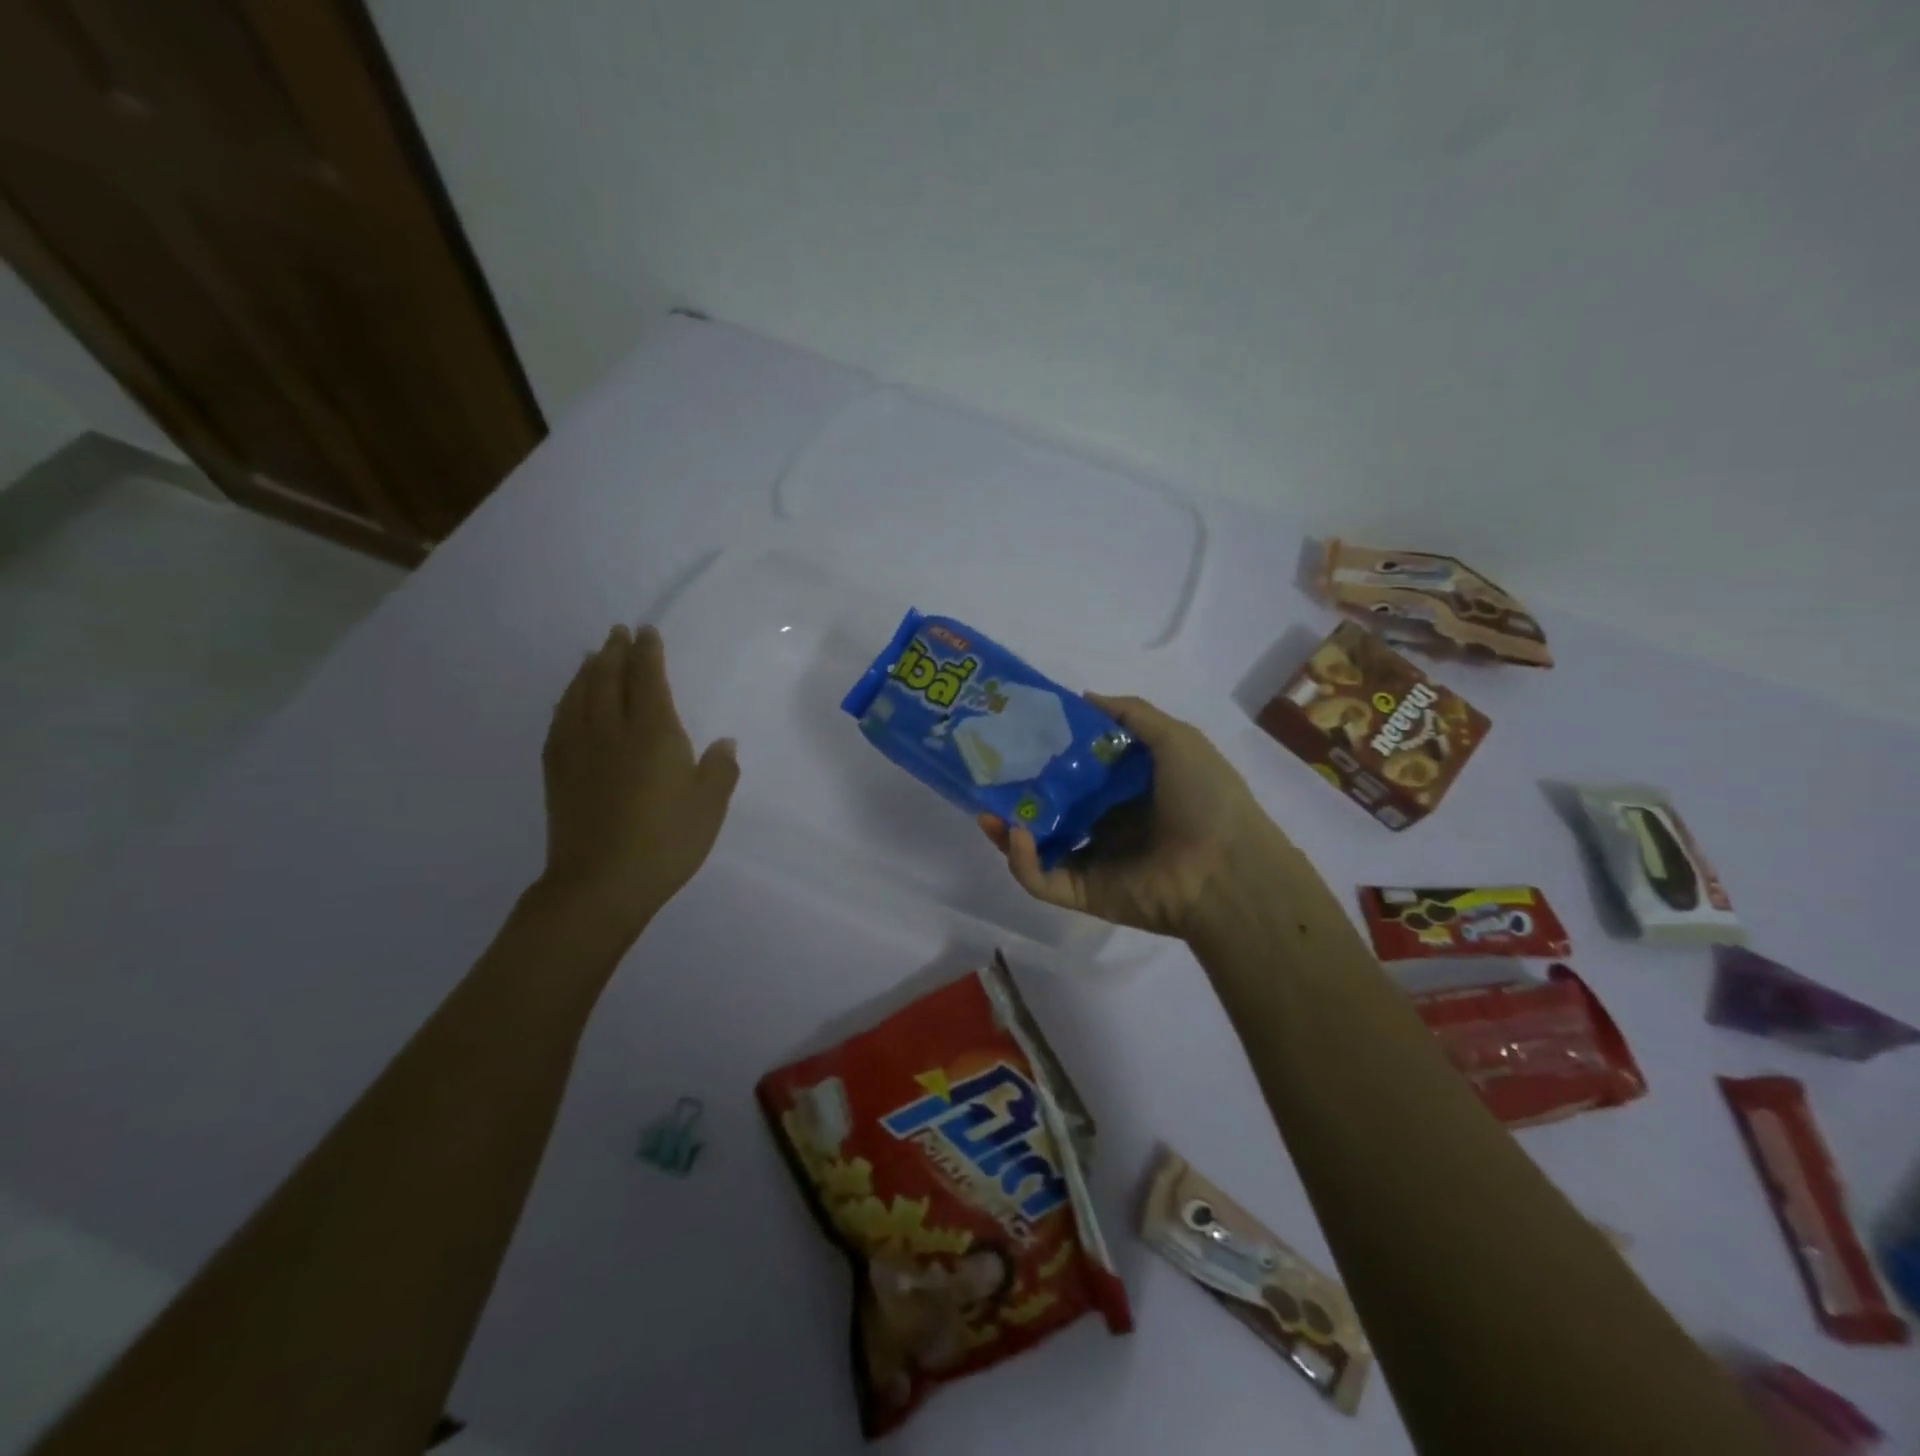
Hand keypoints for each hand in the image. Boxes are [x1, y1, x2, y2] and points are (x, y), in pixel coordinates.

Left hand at [538, 624, 738, 938]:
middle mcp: (612, 730)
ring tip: (593, 656)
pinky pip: (560, 721)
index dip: (648, 653)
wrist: (600, 883)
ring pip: (579, 695)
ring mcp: (579, 749)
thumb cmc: (666, 842)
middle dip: (614, 652)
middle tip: (617, 633)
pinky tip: (569, 701)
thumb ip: (719, 770)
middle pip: (608, 678)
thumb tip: (723, 743)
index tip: (646, 632)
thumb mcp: (710, 807)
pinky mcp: (557, 771)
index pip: (648, 679)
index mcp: (654, 733)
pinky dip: (566, 701)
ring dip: (588, 671)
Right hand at [978, 694, 1280, 940]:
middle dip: (1019, 794)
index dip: (1048, 754)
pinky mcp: (1085, 893)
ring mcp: (1094, 860)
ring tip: (987, 808)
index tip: (1018, 735)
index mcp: (1127, 791)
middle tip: (990, 774)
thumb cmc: (1205, 797)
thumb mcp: (1175, 739)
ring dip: (1008, 830)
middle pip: (1051, 808)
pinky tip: (1016, 834)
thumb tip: (1083, 697)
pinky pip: (1043, 880)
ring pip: (1038, 847)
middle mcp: (1107, 823)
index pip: (1077, 771)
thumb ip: (1131, 715)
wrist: (1228, 868)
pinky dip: (1022, 861)